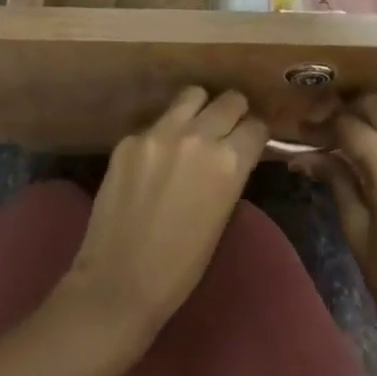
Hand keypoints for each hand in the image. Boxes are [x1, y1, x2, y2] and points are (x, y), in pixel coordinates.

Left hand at [58, 87, 268, 346]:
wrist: (120, 281)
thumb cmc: (181, 266)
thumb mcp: (222, 216)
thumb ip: (229, 173)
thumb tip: (232, 151)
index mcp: (228, 163)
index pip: (256, 126)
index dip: (256, 133)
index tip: (251, 139)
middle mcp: (197, 136)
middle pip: (229, 100)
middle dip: (234, 112)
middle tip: (227, 127)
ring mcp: (159, 132)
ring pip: (191, 95)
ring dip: (199, 108)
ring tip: (194, 126)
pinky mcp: (130, 137)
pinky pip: (156, 122)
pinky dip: (163, 133)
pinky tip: (156, 158)